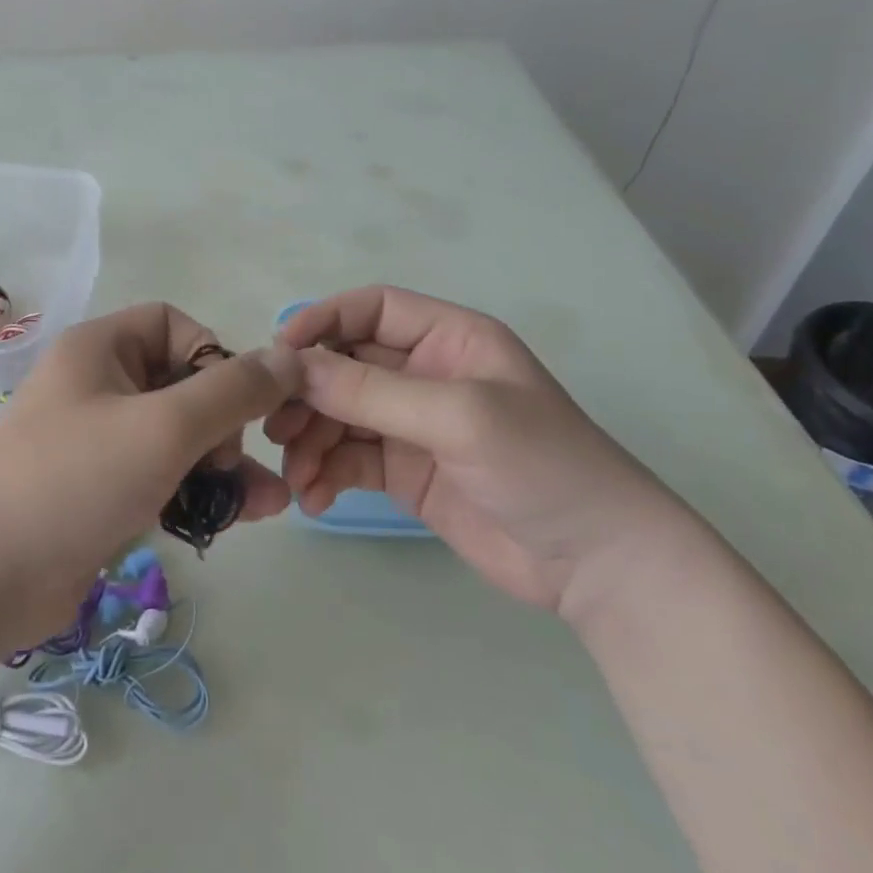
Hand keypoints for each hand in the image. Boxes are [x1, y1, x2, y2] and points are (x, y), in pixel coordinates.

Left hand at [0, 303, 301, 639]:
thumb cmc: (75, 480)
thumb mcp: (164, 427)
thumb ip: (233, 391)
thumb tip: (289, 358)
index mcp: (99, 349)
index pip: (172, 324)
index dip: (212, 355)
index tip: (232, 402)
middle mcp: (97, 386)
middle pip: (182, 384)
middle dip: (226, 424)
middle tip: (231, 462)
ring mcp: (98, 443)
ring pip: (179, 438)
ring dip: (225, 466)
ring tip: (269, 503)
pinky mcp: (102, 493)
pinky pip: (163, 477)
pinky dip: (198, 493)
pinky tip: (239, 520)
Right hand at [269, 286, 699, 613]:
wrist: (597, 563)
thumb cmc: (543, 466)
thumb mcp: (459, 416)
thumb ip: (373, 391)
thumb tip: (293, 368)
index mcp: (449, 339)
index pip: (372, 308)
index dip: (322, 321)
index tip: (279, 355)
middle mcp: (425, 374)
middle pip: (345, 365)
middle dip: (308, 393)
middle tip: (276, 427)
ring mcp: (413, 425)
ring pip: (339, 416)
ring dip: (310, 440)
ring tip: (297, 475)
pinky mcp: (404, 472)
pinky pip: (348, 460)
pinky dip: (324, 474)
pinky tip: (313, 500)